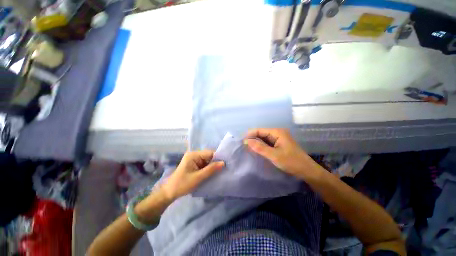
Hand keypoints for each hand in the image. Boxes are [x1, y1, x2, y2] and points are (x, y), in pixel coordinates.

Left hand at [161, 150, 224, 200]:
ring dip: (213, 166)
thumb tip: (223, 163)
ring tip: (220, 171)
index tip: (226, 164)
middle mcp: (194, 155)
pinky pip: (205, 164)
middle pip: (209, 156)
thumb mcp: (198, 177)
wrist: (170, 192)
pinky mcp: (195, 164)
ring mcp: (194, 159)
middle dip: (216, 162)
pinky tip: (214, 172)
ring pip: (208, 160)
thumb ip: (211, 169)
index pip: (210, 153)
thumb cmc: (182, 184)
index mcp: (194, 155)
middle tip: (224, 168)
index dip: (218, 157)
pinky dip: (209, 168)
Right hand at [245, 128, 318, 179]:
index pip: (260, 130)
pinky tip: (256, 150)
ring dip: (256, 143)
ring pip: (264, 138)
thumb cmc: (291, 162)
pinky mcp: (279, 144)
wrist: (307, 170)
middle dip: (253, 139)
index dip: (250, 134)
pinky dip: (261, 146)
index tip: (242, 141)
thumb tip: (246, 141)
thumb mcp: (274, 155)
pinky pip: (267, 143)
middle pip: (261, 133)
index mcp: (277, 132)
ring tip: (248, 148)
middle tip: (243, 146)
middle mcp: (277, 133)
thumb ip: (260, 148)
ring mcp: (279, 138)